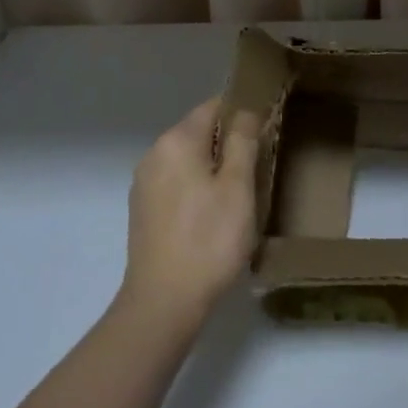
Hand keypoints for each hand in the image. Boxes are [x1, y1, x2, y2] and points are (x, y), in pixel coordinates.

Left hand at [119, 98, 258, 332]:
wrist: (164, 301)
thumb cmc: (209, 239)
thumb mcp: (238, 187)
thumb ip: (242, 142)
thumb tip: (244, 110)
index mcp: (177, 141)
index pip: (212, 107)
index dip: (241, 113)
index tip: (264, 132)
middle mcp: (154, 154)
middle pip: (198, 133)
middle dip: (227, 144)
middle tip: (257, 169)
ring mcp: (144, 183)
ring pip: (186, 160)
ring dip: (212, 169)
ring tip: (239, 196)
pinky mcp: (142, 210)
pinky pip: (175, 183)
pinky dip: (195, 189)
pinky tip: (212, 216)